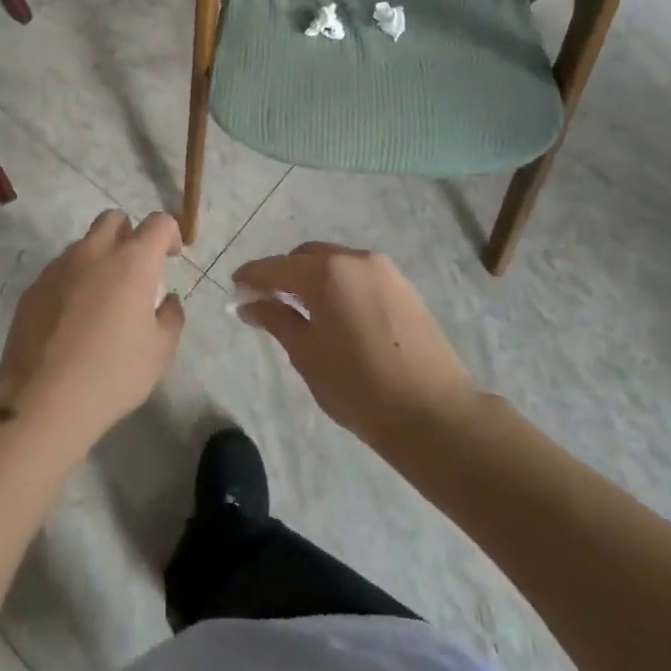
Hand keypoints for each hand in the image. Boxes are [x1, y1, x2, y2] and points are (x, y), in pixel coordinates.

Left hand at [0, 210, 185, 453]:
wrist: (42, 399)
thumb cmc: (112, 374)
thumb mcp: (160, 351)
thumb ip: (171, 316)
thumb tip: (167, 300)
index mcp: (132, 262)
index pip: (158, 222)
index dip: (171, 233)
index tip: (172, 257)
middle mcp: (93, 253)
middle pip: (114, 219)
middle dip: (130, 234)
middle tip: (136, 271)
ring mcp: (58, 267)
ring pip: (84, 244)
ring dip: (100, 258)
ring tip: (102, 301)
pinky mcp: (33, 287)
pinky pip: (60, 270)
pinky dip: (74, 281)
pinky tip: (73, 319)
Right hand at [232, 242, 476, 447]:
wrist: (435, 414)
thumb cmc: (360, 388)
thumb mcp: (307, 355)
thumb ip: (277, 320)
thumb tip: (250, 304)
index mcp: (326, 273)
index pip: (276, 267)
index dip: (252, 276)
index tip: (235, 287)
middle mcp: (354, 259)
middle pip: (306, 257)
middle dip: (283, 274)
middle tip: (267, 300)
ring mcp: (384, 271)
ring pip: (335, 262)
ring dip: (313, 278)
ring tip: (301, 309)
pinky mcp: (405, 287)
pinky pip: (359, 275)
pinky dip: (339, 284)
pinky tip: (336, 313)